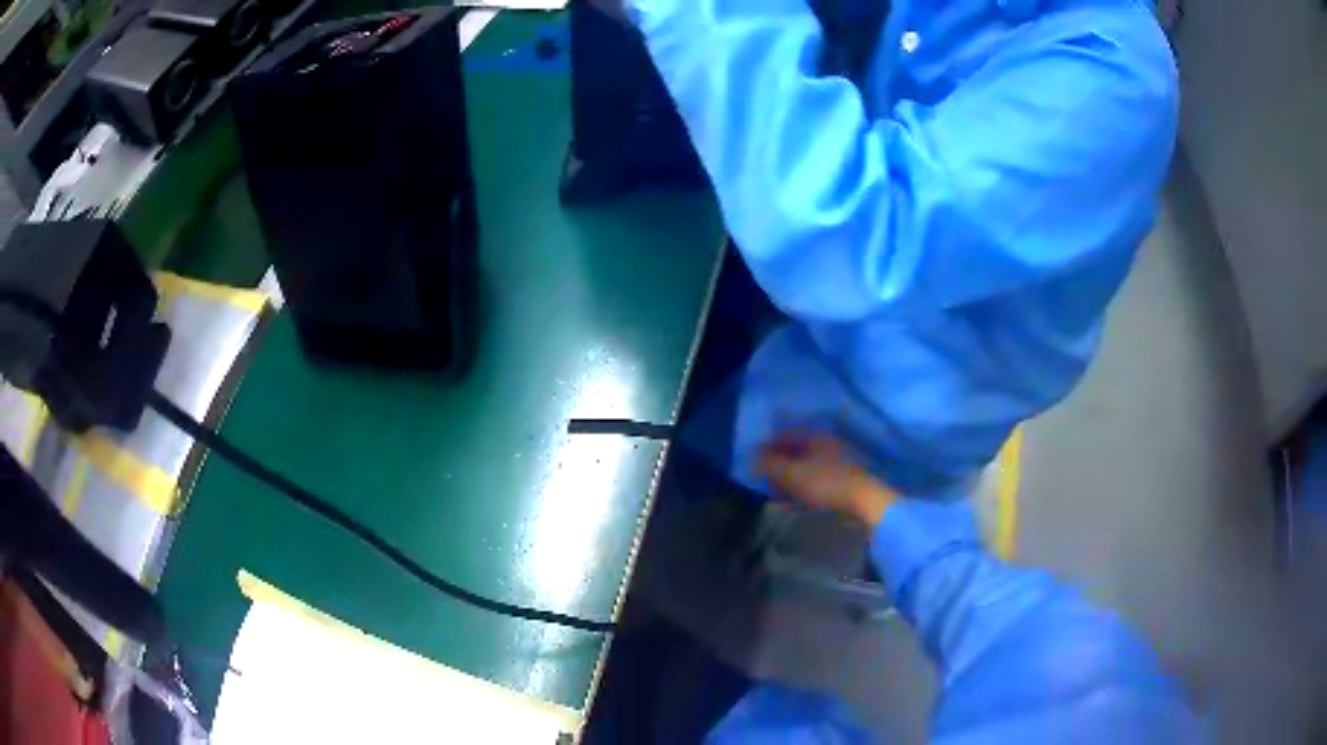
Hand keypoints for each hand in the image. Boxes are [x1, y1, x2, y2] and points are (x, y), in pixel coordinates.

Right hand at [756, 434, 897, 527]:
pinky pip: (814, 482)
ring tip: (775, 495)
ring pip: (804, 468)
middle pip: (794, 452)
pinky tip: (792, 503)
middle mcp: (826, 445)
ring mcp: (835, 463)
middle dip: (777, 466)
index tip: (753, 462)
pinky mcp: (841, 482)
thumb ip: (770, 465)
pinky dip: (801, 489)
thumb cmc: (826, 483)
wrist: (864, 502)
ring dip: (787, 480)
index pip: (785, 435)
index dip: (766, 447)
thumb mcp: (792, 474)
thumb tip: (753, 460)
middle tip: (763, 481)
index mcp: (815, 436)